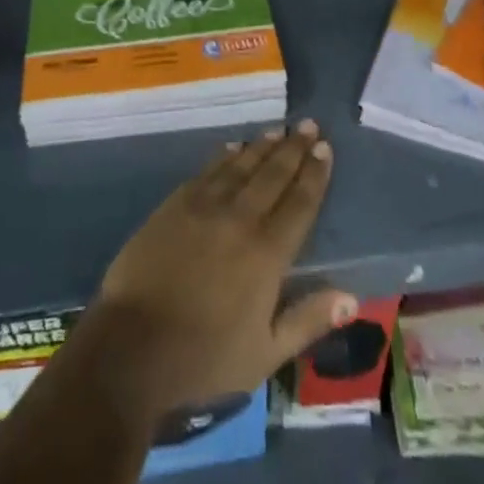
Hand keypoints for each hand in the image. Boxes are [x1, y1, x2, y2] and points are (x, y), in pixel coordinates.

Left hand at [83, 121, 353, 422]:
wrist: (132, 346)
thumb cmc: (204, 358)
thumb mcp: (265, 354)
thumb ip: (308, 320)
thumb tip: (352, 297)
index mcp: (267, 253)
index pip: (299, 203)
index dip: (314, 174)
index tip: (325, 148)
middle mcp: (240, 218)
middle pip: (273, 174)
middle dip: (293, 148)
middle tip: (308, 125)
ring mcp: (204, 206)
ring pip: (241, 165)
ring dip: (262, 146)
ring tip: (278, 130)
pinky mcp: (175, 204)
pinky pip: (208, 169)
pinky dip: (225, 155)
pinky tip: (234, 146)